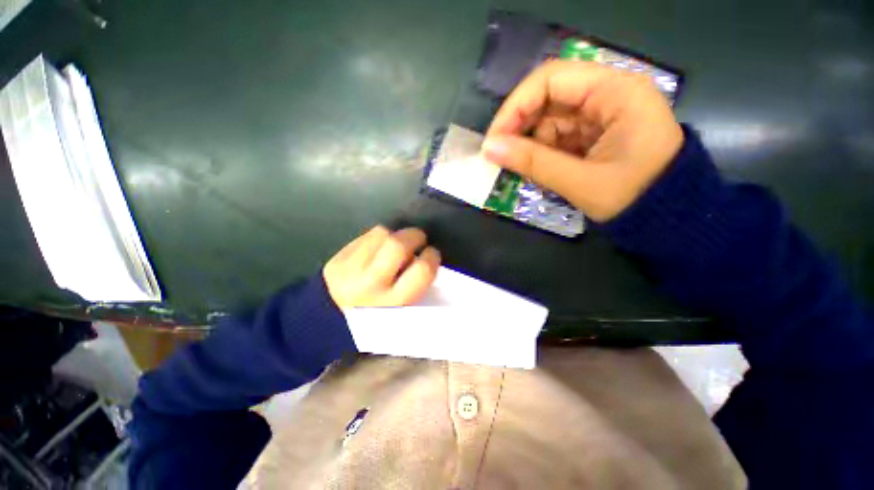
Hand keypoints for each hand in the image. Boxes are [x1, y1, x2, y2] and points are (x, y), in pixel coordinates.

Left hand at [323, 226, 440, 307]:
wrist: (338, 320)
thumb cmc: (383, 314)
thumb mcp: (407, 307)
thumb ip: (418, 283)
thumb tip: (424, 256)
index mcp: (395, 303)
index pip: (422, 270)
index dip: (432, 257)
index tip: (431, 254)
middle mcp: (370, 286)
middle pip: (398, 245)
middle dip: (414, 236)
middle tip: (418, 239)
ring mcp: (349, 271)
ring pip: (382, 233)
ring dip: (395, 235)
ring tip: (394, 247)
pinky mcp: (336, 261)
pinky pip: (366, 234)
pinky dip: (379, 237)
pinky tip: (377, 249)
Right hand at [481, 60, 683, 221]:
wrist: (668, 218)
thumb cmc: (634, 198)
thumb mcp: (580, 182)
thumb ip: (533, 163)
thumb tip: (489, 148)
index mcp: (616, 92)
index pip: (551, 79)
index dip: (515, 107)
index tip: (493, 140)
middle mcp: (608, 93)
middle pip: (548, 98)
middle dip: (520, 128)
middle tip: (500, 157)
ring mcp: (601, 113)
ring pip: (549, 119)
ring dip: (531, 144)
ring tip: (525, 170)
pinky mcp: (594, 132)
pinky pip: (557, 135)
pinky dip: (543, 152)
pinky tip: (540, 170)